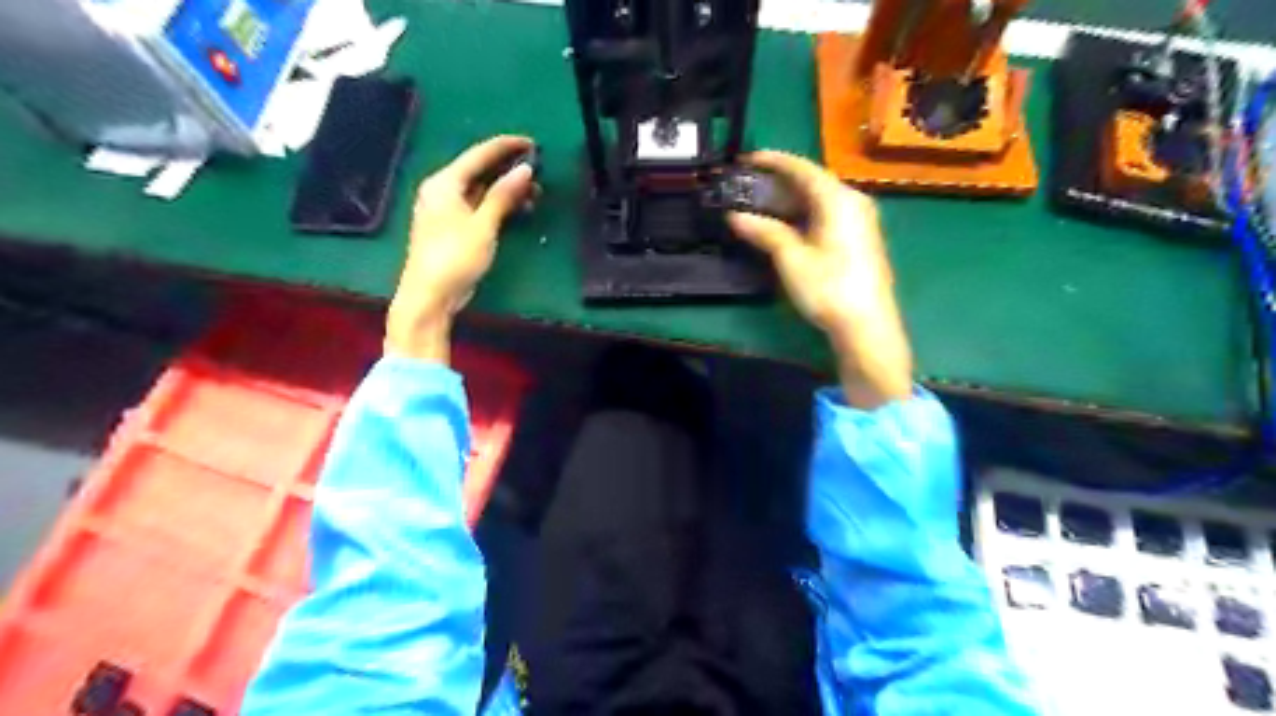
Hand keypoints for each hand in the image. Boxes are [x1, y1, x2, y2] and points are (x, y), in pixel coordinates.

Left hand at [385, 134, 534, 364]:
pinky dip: (498, 205)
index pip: (478, 155)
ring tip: (535, 193)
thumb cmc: (454, 257)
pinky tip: (517, 209)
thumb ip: (504, 195)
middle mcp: (442, 191)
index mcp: (444, 183)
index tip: (532, 143)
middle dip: (509, 169)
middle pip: (479, 171)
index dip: (506, 147)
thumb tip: (525, 169)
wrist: (430, 295)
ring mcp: (446, 210)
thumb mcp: (483, 225)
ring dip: (507, 190)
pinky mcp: (453, 228)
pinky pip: (478, 206)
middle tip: (539, 170)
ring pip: (481, 190)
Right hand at [729, 151, 906, 407]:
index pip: (803, 168)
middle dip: (780, 181)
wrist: (867, 325)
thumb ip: (765, 232)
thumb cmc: (828, 287)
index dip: (774, 161)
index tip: (748, 158)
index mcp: (838, 199)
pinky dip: (805, 214)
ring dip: (791, 200)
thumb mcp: (791, 258)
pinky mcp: (860, 239)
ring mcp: (860, 221)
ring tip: (762, 204)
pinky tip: (788, 226)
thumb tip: (735, 217)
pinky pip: (828, 214)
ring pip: (821, 199)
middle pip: (813, 181)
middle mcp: (853, 202)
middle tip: (750, 185)